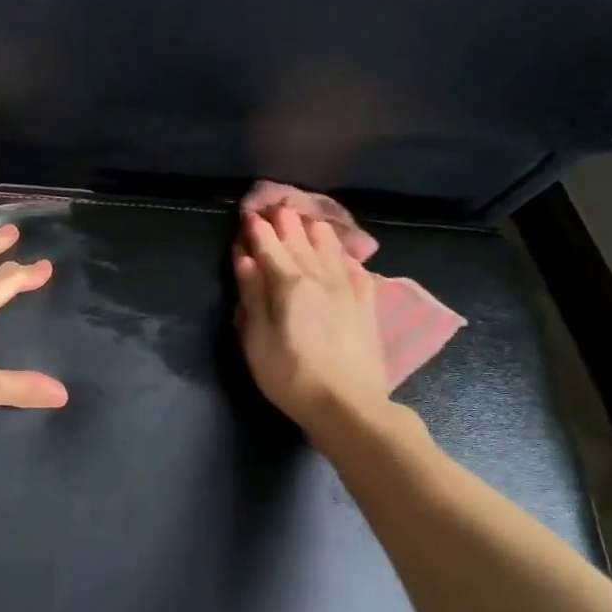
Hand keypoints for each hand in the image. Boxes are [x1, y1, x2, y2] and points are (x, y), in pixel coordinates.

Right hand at [234, 205, 393, 431]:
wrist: (346, 405)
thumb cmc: (289, 375)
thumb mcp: (256, 339)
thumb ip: (252, 295)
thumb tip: (245, 259)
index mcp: (288, 284)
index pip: (269, 248)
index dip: (258, 230)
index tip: (249, 214)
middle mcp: (319, 279)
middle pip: (300, 243)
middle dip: (287, 223)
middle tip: (278, 205)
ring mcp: (347, 292)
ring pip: (331, 251)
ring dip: (318, 233)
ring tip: (310, 220)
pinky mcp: (366, 308)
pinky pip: (358, 274)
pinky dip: (349, 260)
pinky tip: (347, 257)